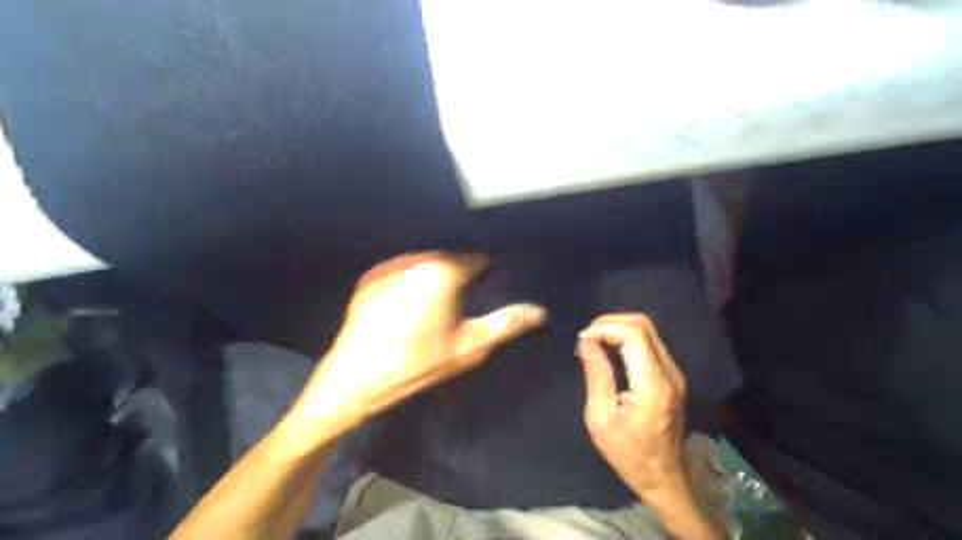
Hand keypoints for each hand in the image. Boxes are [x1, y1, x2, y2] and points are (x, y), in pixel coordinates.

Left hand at [294, 250, 547, 429]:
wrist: (354, 379)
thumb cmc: (418, 363)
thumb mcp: (469, 347)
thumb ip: (506, 324)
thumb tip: (540, 311)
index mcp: (443, 270)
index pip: (477, 259)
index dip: (486, 275)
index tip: (488, 289)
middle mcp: (415, 259)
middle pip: (449, 259)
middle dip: (460, 276)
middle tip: (464, 303)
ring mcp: (388, 267)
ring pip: (424, 264)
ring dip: (434, 278)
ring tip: (437, 306)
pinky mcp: (369, 280)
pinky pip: (401, 273)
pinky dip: (411, 282)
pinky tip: (408, 308)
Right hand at [573, 313, 687, 492]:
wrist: (664, 476)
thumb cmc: (628, 453)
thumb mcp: (601, 419)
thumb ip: (597, 376)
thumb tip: (587, 343)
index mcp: (652, 385)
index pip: (634, 334)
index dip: (605, 327)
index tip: (582, 340)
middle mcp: (669, 373)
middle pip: (643, 325)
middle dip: (610, 323)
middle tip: (586, 338)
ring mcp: (675, 373)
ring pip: (648, 330)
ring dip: (618, 328)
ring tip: (594, 342)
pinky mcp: (673, 375)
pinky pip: (650, 342)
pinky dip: (626, 338)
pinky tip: (609, 349)